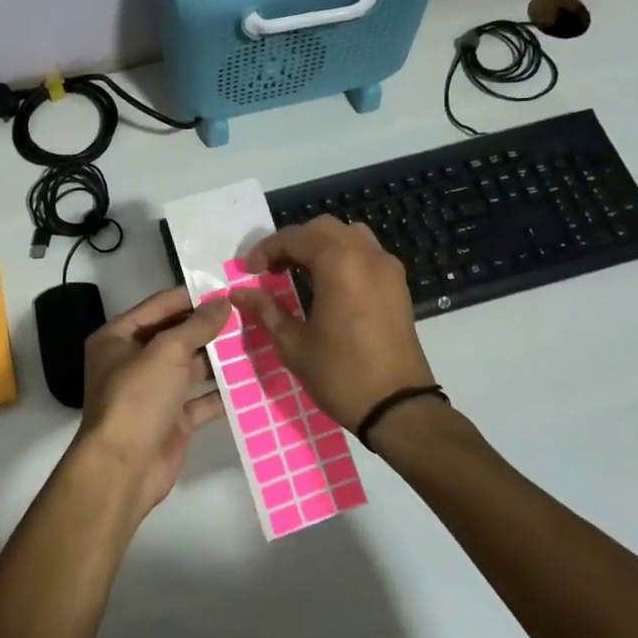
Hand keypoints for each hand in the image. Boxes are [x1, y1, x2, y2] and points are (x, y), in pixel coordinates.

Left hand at [71, 287, 232, 521]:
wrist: (124, 469)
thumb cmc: (138, 398)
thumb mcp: (167, 352)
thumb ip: (197, 325)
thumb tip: (224, 302)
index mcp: (118, 337)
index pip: (160, 306)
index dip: (192, 296)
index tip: (227, 289)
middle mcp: (133, 361)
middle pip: (176, 335)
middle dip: (210, 327)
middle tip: (249, 314)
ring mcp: (153, 392)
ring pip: (191, 367)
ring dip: (219, 359)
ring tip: (257, 341)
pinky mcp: (172, 420)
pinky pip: (201, 399)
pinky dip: (222, 392)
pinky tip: (252, 380)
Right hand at [229, 217, 437, 432]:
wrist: (398, 408)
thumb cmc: (341, 375)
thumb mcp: (293, 344)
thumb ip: (265, 310)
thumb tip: (239, 293)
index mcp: (339, 265)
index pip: (295, 238)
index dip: (267, 250)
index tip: (249, 272)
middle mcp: (366, 255)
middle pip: (323, 229)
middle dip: (293, 242)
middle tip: (271, 269)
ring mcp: (387, 268)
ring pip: (348, 235)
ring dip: (319, 245)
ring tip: (298, 271)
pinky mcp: (398, 284)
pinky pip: (366, 252)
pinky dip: (342, 255)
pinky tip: (327, 283)